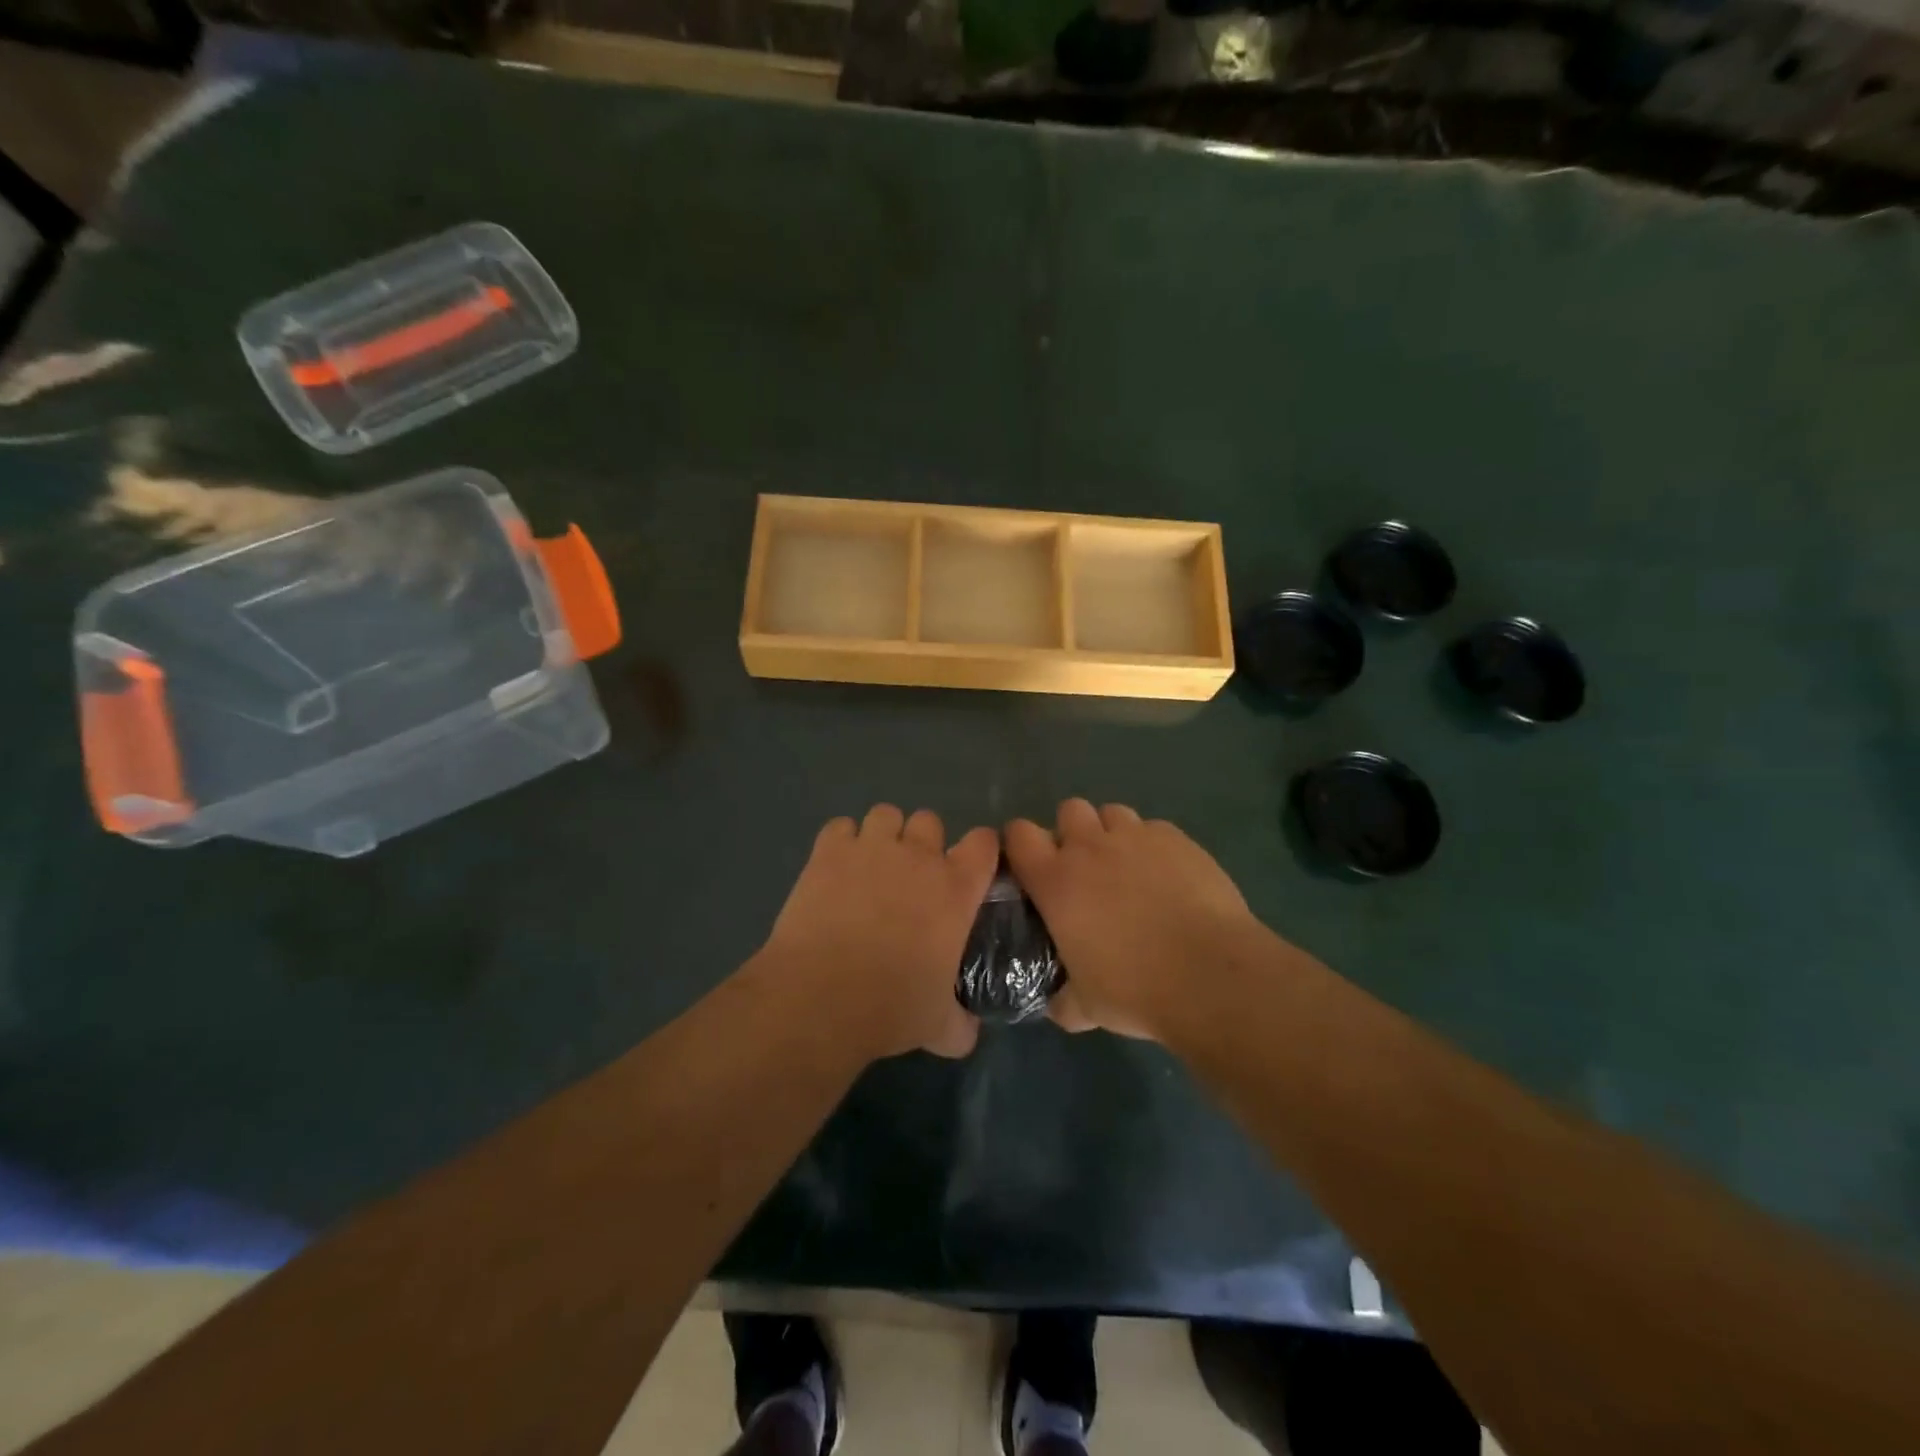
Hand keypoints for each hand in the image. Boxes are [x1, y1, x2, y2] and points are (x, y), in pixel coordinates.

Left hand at [762, 805, 999, 1060]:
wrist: (822, 997)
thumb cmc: (891, 1008)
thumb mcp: (939, 1027)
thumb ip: (960, 1024)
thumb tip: (967, 1033)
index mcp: (955, 889)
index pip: (984, 843)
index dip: (980, 850)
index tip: (971, 868)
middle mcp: (918, 857)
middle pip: (930, 821)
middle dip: (923, 843)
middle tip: (910, 878)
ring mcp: (872, 848)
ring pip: (886, 814)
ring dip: (883, 835)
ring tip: (870, 866)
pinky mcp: (829, 851)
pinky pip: (840, 826)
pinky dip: (840, 842)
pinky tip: (835, 868)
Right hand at [1005, 799, 1259, 1040]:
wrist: (1210, 975)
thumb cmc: (1135, 989)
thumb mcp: (1085, 1006)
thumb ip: (1063, 999)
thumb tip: (1058, 1004)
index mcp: (1056, 880)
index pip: (1019, 834)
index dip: (1022, 845)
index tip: (1032, 867)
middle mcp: (1090, 847)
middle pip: (1069, 810)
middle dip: (1073, 832)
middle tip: (1086, 870)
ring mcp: (1136, 837)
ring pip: (1113, 813)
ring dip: (1112, 834)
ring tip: (1129, 869)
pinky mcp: (1178, 839)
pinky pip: (1154, 829)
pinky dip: (1154, 846)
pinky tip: (1169, 877)